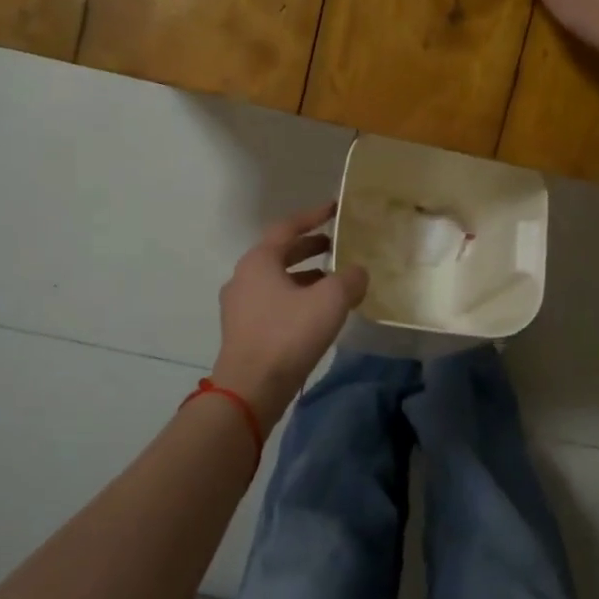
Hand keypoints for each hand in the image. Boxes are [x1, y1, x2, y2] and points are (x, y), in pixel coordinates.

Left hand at [212, 201, 368, 430]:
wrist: (250, 389)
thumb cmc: (288, 335)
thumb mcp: (330, 300)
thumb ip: (350, 279)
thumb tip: (358, 272)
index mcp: (259, 261)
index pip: (288, 227)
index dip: (314, 216)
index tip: (335, 209)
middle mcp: (244, 277)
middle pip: (281, 253)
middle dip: (310, 247)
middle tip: (337, 245)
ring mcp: (240, 306)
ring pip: (278, 280)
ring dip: (305, 276)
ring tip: (334, 280)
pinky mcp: (244, 331)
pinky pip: (274, 302)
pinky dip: (297, 298)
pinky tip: (318, 313)